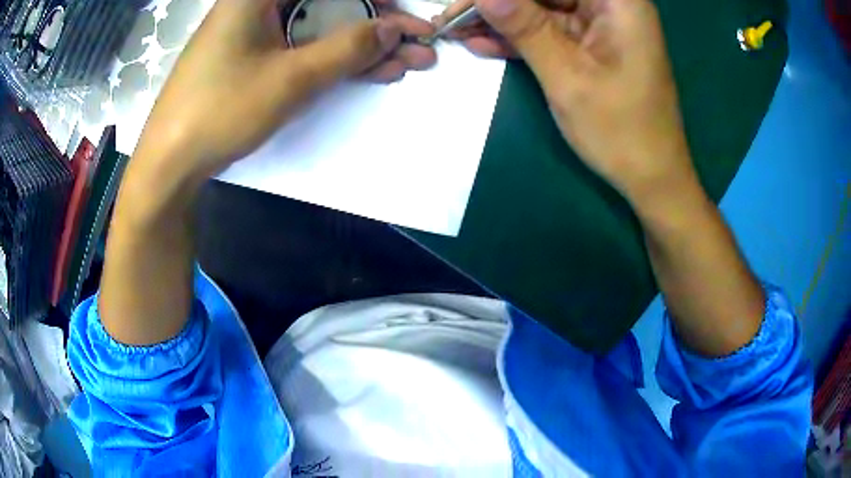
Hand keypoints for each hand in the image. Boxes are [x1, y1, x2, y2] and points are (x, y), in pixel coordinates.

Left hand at [135, 0, 435, 182]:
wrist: (171, 161)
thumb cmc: (220, 111)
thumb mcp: (291, 78)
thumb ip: (347, 48)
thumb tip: (392, 29)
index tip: (404, 18)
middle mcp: (258, 2)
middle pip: (329, 1)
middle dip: (378, 23)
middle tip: (417, 45)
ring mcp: (257, 29)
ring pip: (321, 25)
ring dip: (363, 45)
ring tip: (407, 63)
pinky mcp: (255, 54)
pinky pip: (304, 45)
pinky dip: (335, 58)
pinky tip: (371, 70)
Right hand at [469, 0, 695, 204]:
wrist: (651, 177)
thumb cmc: (620, 130)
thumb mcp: (567, 75)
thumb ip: (523, 27)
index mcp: (617, 1)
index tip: (466, 4)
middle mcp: (611, 4)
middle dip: (498, 4)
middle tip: (452, 19)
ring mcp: (601, 24)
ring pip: (541, 8)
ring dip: (501, 20)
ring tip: (456, 31)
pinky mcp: (592, 44)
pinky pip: (549, 30)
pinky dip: (519, 38)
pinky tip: (482, 44)